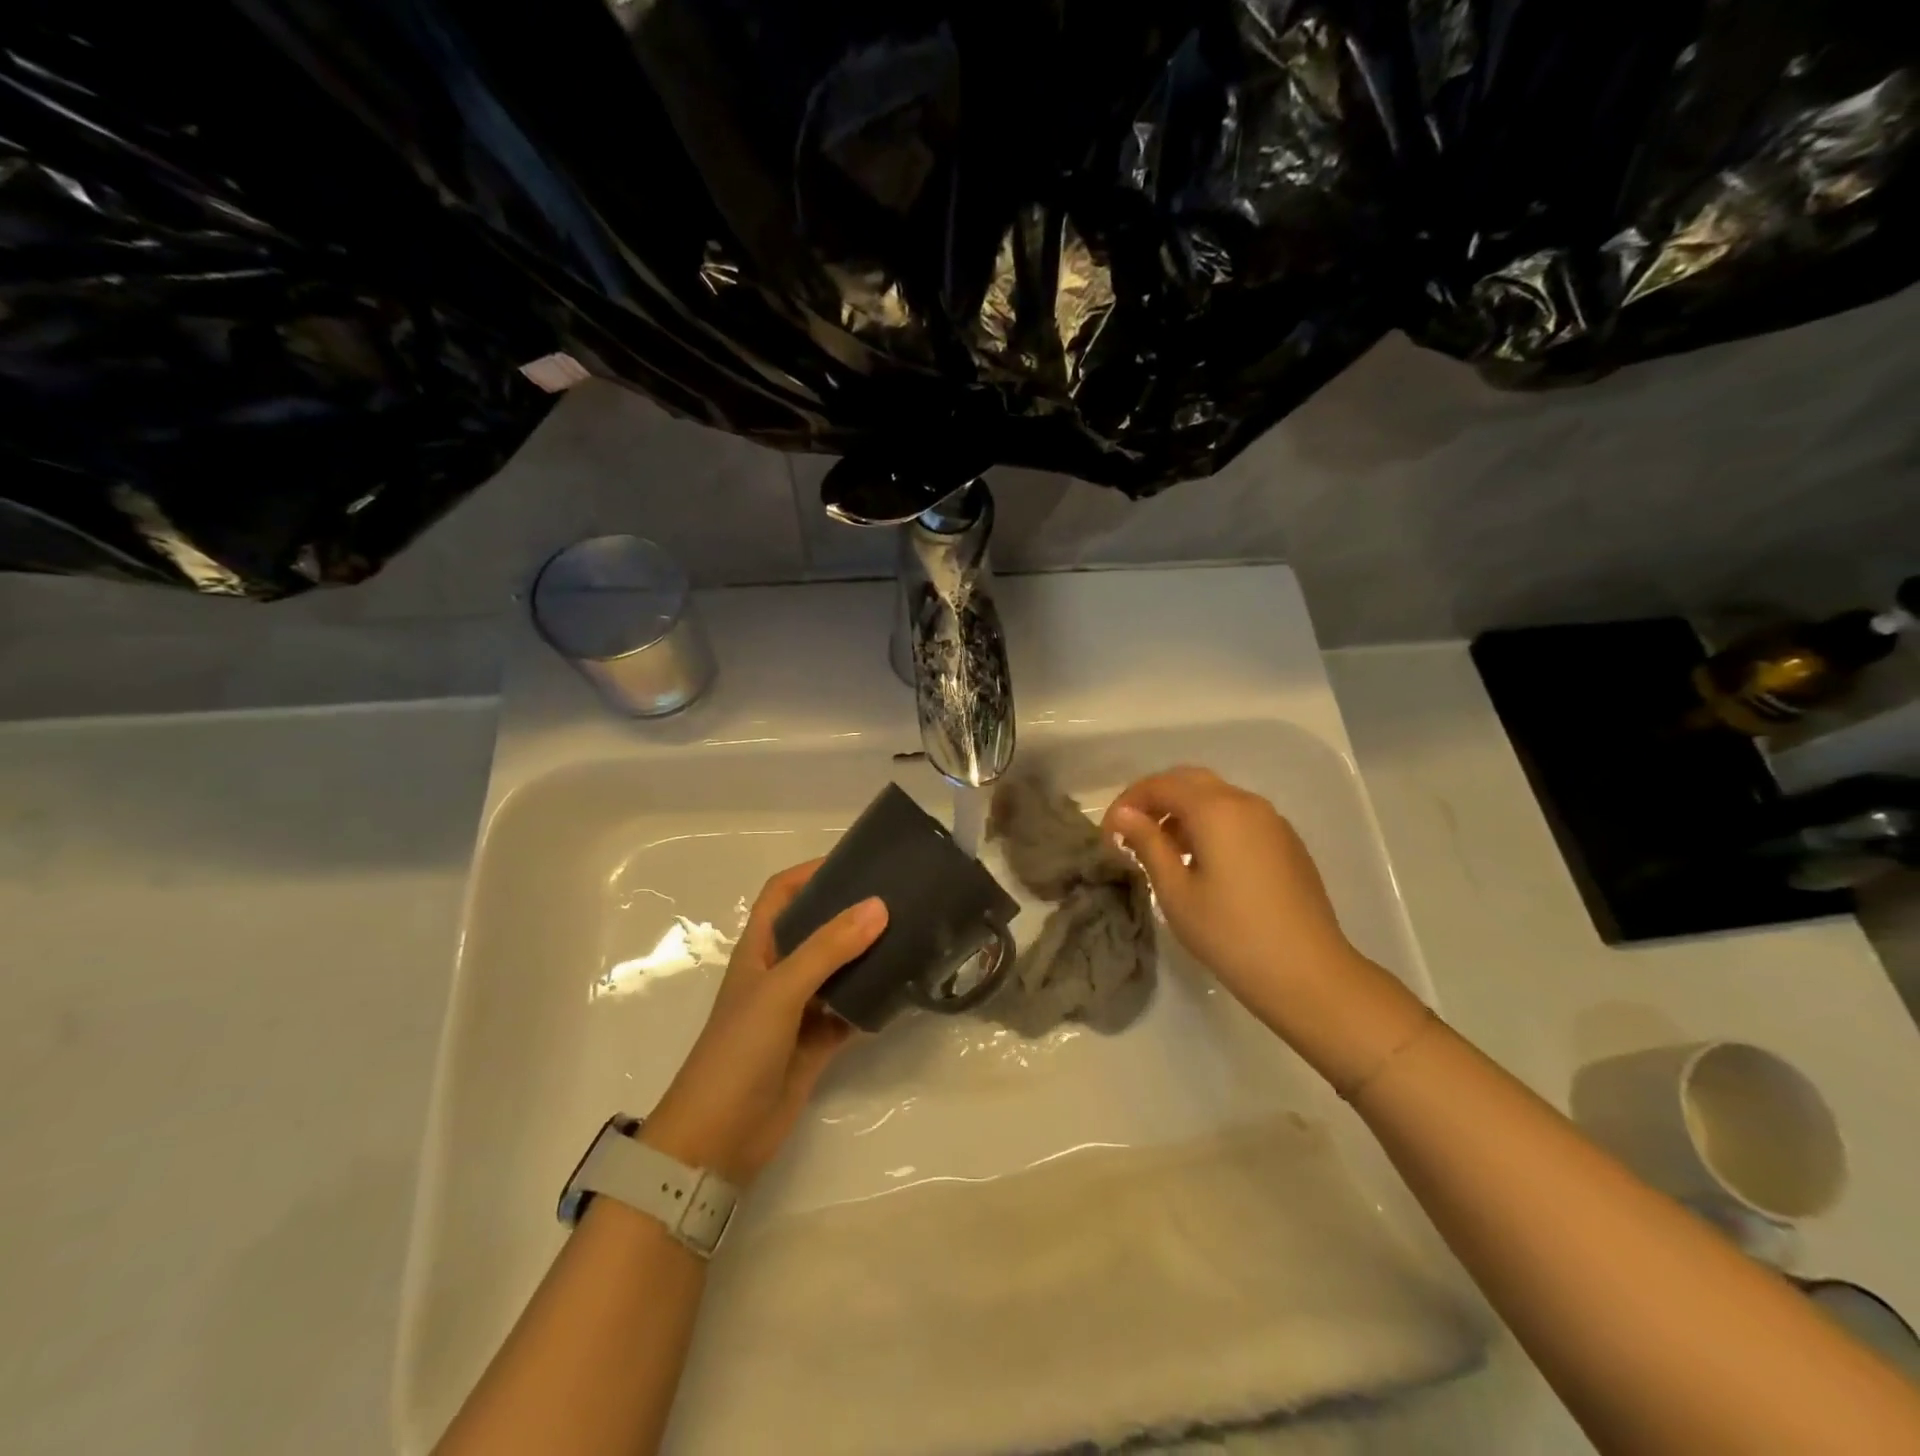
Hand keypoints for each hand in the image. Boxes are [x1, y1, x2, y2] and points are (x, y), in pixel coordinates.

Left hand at [641, 861, 884, 1184]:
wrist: (718, 1141)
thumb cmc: (738, 1051)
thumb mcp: (781, 990)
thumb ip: (828, 948)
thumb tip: (879, 905)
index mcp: (760, 949)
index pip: (783, 893)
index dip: (812, 872)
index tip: (857, 861)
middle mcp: (779, 972)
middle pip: (817, 928)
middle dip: (851, 911)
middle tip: (899, 896)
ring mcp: (799, 1009)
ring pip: (839, 970)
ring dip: (867, 955)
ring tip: (911, 934)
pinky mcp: (816, 1043)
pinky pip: (850, 1011)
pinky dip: (873, 1001)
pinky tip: (903, 990)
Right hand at [1102, 767, 1359, 1026]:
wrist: (1308, 973)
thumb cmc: (1230, 933)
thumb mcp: (1175, 890)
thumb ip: (1147, 843)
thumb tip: (1123, 814)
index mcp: (1216, 809)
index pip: (1161, 785)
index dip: (1128, 802)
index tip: (1109, 833)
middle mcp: (1246, 802)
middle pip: (1191, 781)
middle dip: (1156, 799)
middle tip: (1132, 833)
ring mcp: (1272, 821)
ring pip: (1217, 797)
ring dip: (1184, 812)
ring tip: (1164, 852)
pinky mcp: (1287, 842)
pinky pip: (1239, 817)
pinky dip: (1212, 824)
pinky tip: (1203, 863)